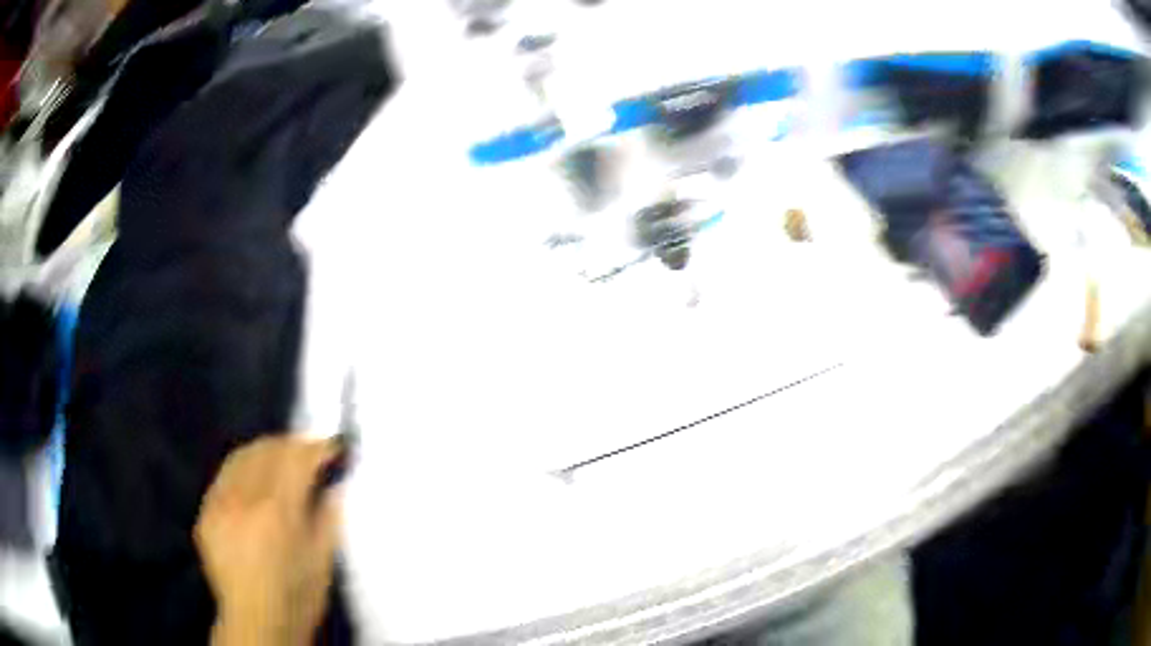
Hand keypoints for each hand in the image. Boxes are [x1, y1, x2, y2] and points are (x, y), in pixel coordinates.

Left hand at [195, 437, 341, 645]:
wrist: (256, 623)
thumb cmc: (298, 598)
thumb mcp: (323, 562)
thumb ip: (328, 517)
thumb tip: (334, 483)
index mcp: (278, 512)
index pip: (297, 458)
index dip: (317, 448)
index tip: (334, 448)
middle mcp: (244, 498)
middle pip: (267, 449)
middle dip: (291, 446)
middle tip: (308, 454)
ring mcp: (219, 503)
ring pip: (241, 456)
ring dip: (265, 452)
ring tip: (280, 462)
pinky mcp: (204, 513)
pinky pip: (224, 477)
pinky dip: (242, 472)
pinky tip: (252, 484)